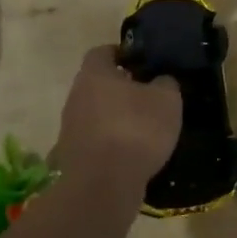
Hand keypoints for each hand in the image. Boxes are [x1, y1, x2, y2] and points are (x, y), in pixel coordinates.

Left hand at [52, 46, 181, 191]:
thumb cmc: (136, 130)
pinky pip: (94, 140)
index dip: (121, 53)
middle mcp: (75, 96)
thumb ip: (165, 83)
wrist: (103, 185)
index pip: (102, 52)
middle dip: (120, 88)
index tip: (141, 62)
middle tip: (147, 95)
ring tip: (142, 127)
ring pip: (94, 112)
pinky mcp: (72, 156)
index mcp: (95, 74)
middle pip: (97, 84)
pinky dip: (110, 142)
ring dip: (114, 116)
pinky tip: (131, 153)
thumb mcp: (166, 100)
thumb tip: (160, 81)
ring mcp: (70, 128)